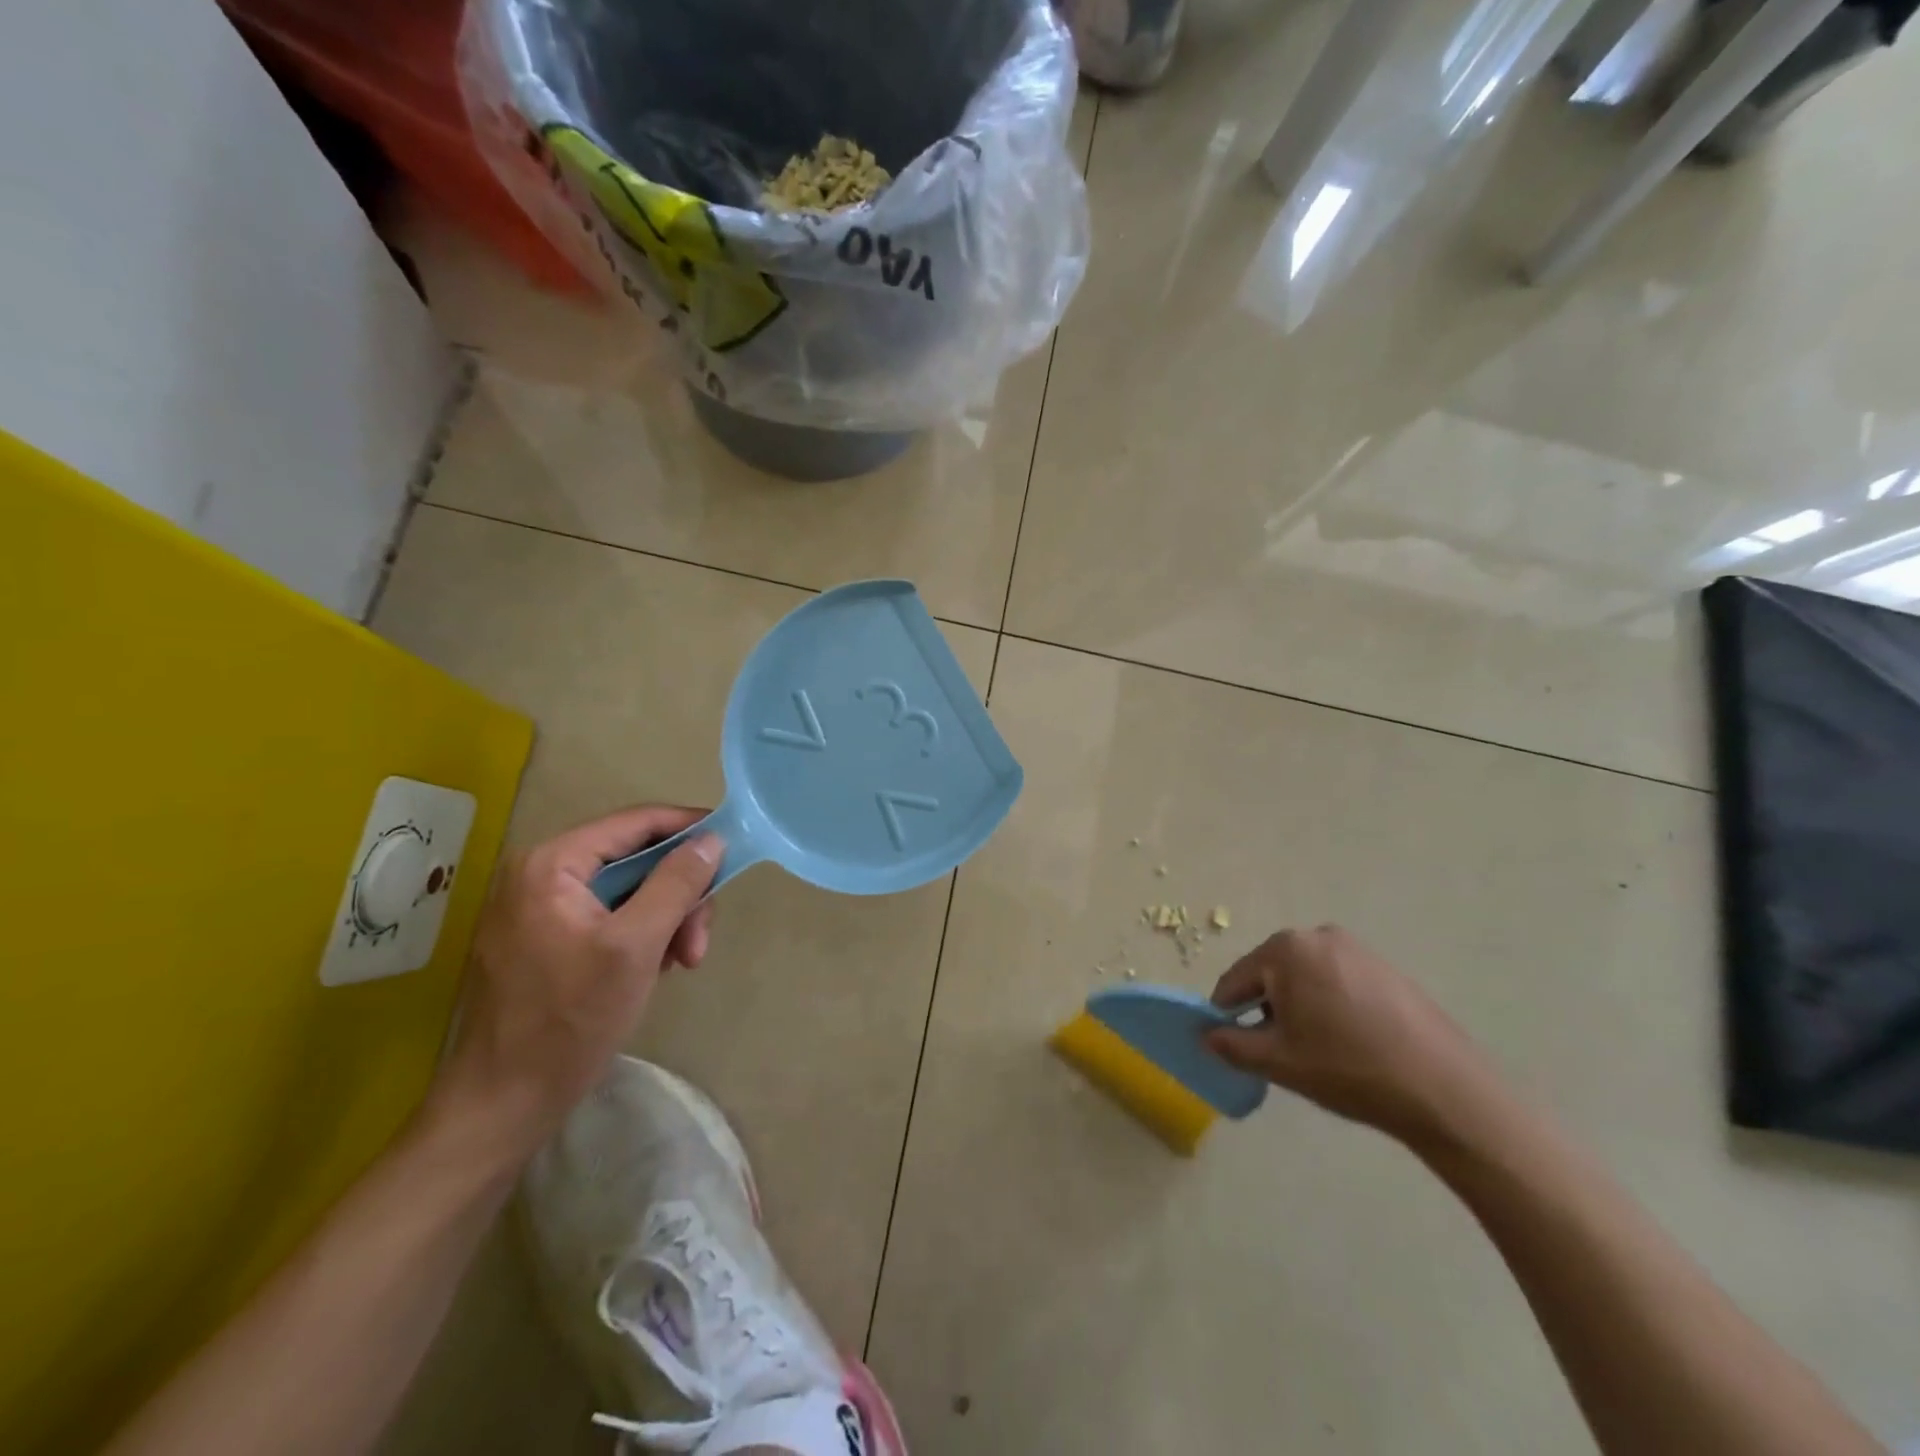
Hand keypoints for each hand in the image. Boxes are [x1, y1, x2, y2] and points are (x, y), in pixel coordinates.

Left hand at [429, 806, 721, 1158]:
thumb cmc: (570, 1021)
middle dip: (679, 893)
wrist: (502, 1105)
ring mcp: (539, 907)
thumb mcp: (636, 947)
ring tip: (684, 961)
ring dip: (666, 918)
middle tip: (701, 939)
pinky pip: (609, 915)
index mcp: (552, 864)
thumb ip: (676, 885)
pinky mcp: (544, 938)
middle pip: (635, 858)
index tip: (732, 848)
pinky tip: (657, 967)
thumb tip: (712, 840)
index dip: (689, 829)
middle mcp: (540, 873)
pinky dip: (642, 934)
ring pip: (628, 889)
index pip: (636, 822)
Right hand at [1206, 925, 1499, 1148]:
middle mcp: (1317, 936)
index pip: (1235, 981)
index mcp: (1285, 949)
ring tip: (1319, 1050)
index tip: (1233, 1046)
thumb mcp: (1279, 1062)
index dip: (1226, 1015)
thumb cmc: (1348, 1069)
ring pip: (1305, 977)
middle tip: (1282, 1052)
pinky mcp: (1385, 967)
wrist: (1444, 1089)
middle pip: (1271, 974)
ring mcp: (1356, 948)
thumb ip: (1231, 1045)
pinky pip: (1337, 981)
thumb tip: (1206, 1035)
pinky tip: (1350, 1041)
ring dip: (1299, 1007)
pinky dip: (1330, 1004)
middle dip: (1266, 1009)